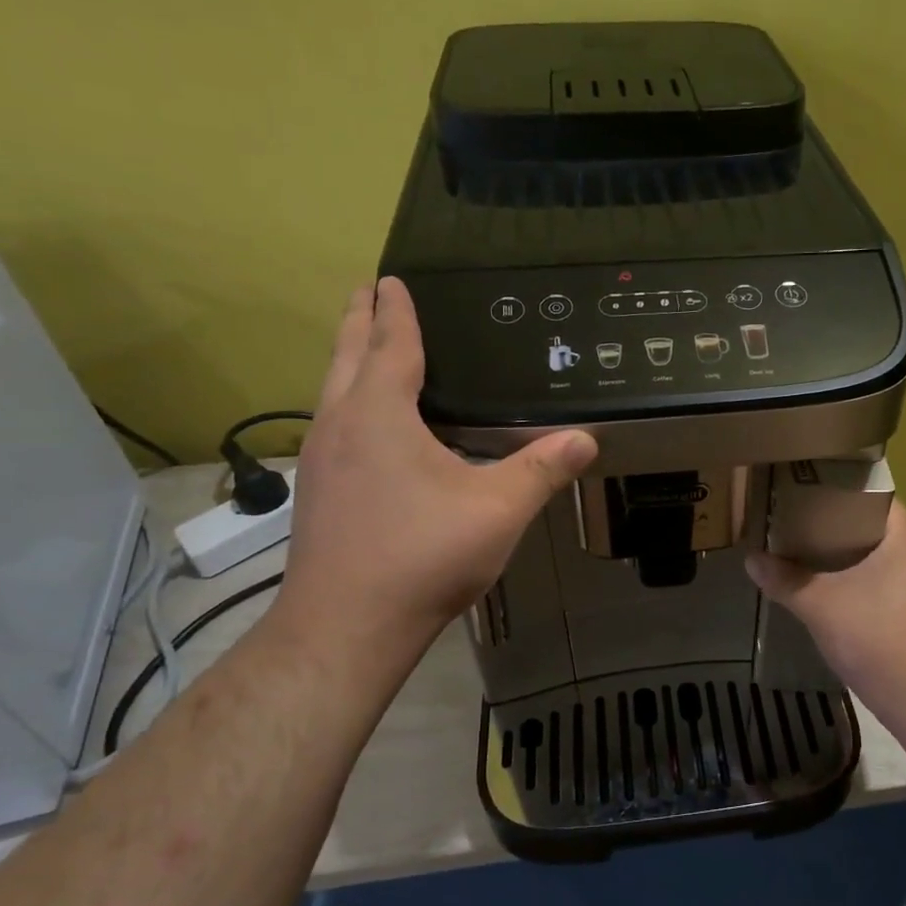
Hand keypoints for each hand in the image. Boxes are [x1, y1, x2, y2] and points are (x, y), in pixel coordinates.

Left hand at [266, 277, 596, 694]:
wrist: (347, 626)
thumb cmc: (423, 556)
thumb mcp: (498, 509)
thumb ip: (542, 470)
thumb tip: (586, 438)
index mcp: (380, 415)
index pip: (390, 346)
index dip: (395, 311)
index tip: (391, 279)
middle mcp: (340, 426)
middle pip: (346, 357)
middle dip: (357, 320)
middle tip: (366, 291)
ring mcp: (321, 460)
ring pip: (331, 391)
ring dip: (347, 360)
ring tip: (363, 346)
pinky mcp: (319, 493)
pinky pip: (332, 424)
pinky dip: (347, 401)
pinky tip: (366, 427)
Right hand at [746, 500, 905, 717]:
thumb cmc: (874, 639)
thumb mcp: (820, 606)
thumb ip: (785, 580)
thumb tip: (751, 560)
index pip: (879, 499)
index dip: (844, 494)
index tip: (813, 495)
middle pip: (882, 529)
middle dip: (843, 527)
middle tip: (805, 524)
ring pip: (889, 559)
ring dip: (856, 557)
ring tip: (817, 556)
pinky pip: (895, 583)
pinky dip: (869, 582)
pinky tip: (841, 594)